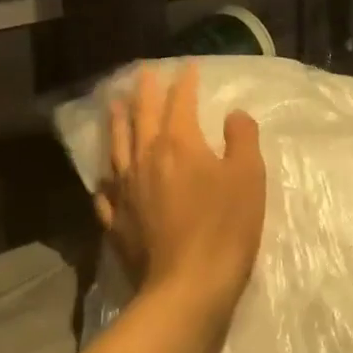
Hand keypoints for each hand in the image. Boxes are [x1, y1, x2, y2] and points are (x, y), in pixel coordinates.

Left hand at [97, 64, 265, 324]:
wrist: (188, 285)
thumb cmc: (225, 227)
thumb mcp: (249, 177)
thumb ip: (242, 138)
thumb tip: (233, 114)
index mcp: (178, 144)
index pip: (180, 103)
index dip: (185, 83)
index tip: (187, 67)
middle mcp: (146, 159)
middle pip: (142, 117)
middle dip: (144, 92)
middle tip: (143, 72)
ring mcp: (126, 191)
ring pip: (117, 146)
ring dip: (117, 122)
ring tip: (114, 104)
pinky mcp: (117, 221)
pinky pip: (106, 192)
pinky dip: (106, 178)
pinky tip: (104, 176)